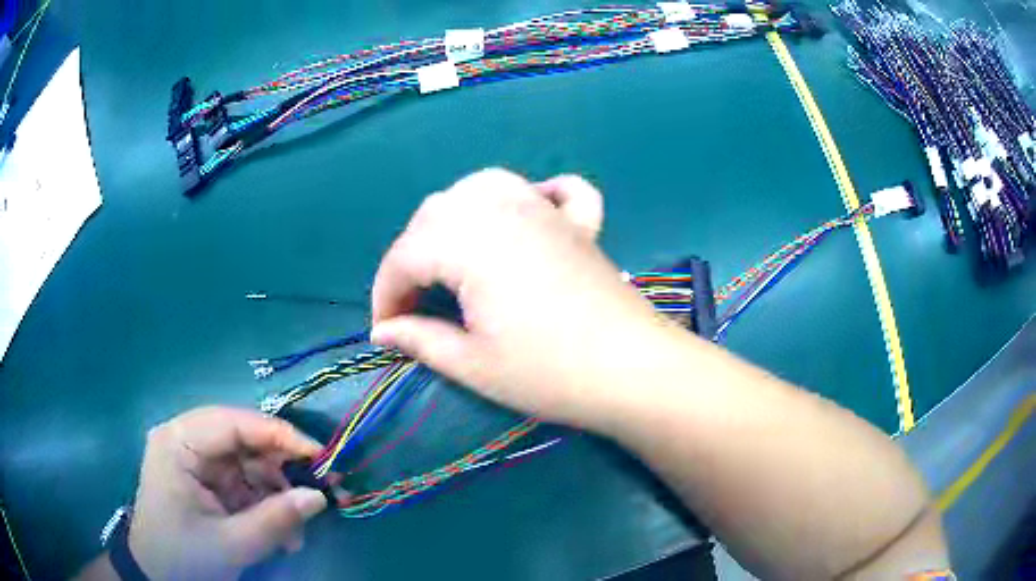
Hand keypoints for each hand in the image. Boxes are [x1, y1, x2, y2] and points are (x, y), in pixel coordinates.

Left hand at [128, 407, 328, 579]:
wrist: (157, 577)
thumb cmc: (183, 557)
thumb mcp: (231, 544)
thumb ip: (276, 520)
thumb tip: (320, 497)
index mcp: (179, 443)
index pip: (233, 422)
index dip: (279, 435)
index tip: (320, 456)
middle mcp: (186, 441)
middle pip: (244, 442)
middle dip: (281, 472)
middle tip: (319, 495)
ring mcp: (195, 461)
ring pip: (248, 465)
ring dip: (277, 496)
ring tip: (295, 534)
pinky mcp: (204, 481)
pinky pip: (243, 484)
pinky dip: (265, 507)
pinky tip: (282, 536)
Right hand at [370, 168, 667, 426]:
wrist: (634, 370)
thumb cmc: (549, 373)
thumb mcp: (473, 364)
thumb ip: (420, 339)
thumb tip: (383, 332)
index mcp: (470, 241)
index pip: (405, 256)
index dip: (385, 294)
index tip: (384, 331)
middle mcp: (503, 209)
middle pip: (436, 213)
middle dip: (412, 256)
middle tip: (413, 304)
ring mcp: (545, 209)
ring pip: (482, 187)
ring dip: (455, 217)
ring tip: (450, 257)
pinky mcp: (579, 223)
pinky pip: (551, 190)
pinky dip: (531, 195)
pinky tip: (526, 214)